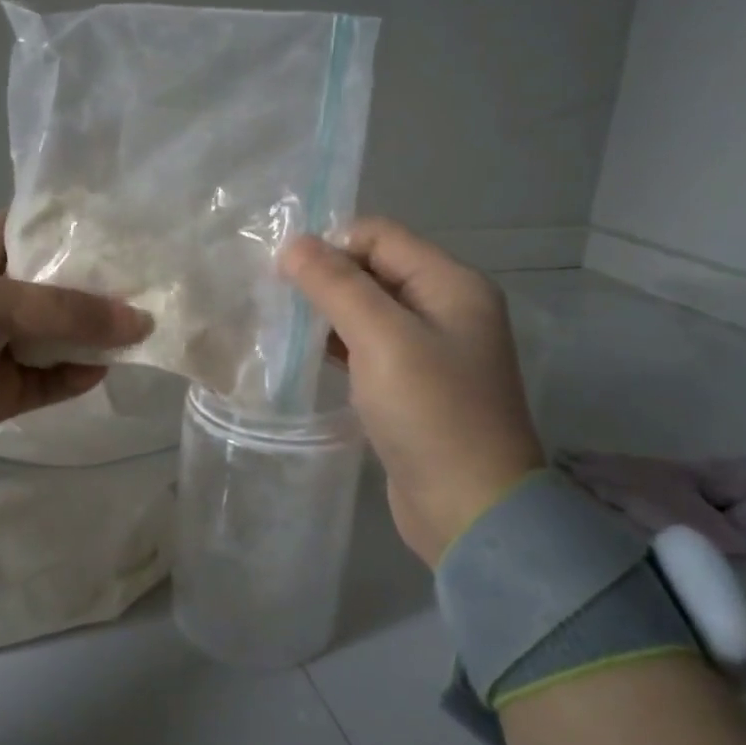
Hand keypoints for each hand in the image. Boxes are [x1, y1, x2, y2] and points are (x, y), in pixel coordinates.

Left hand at [0, 212, 149, 468]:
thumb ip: (68, 312)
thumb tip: (142, 321)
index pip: (42, 227)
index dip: (84, 226)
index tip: (136, 227)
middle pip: (62, 284)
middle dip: (104, 286)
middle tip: (162, 281)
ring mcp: (2, 343)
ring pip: (62, 335)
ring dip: (97, 335)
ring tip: (151, 327)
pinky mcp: (5, 389)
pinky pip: (53, 379)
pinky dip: (78, 376)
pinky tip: (107, 368)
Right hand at [281, 218, 544, 565]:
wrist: (469, 508)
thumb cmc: (430, 413)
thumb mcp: (382, 339)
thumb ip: (337, 285)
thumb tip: (293, 243)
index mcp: (452, 284)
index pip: (381, 236)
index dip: (331, 245)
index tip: (284, 273)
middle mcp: (446, 308)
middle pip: (375, 270)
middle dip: (326, 278)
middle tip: (276, 299)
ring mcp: (432, 349)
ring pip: (369, 310)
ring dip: (327, 312)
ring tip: (281, 325)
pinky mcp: (414, 385)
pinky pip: (370, 347)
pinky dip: (338, 345)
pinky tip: (304, 355)